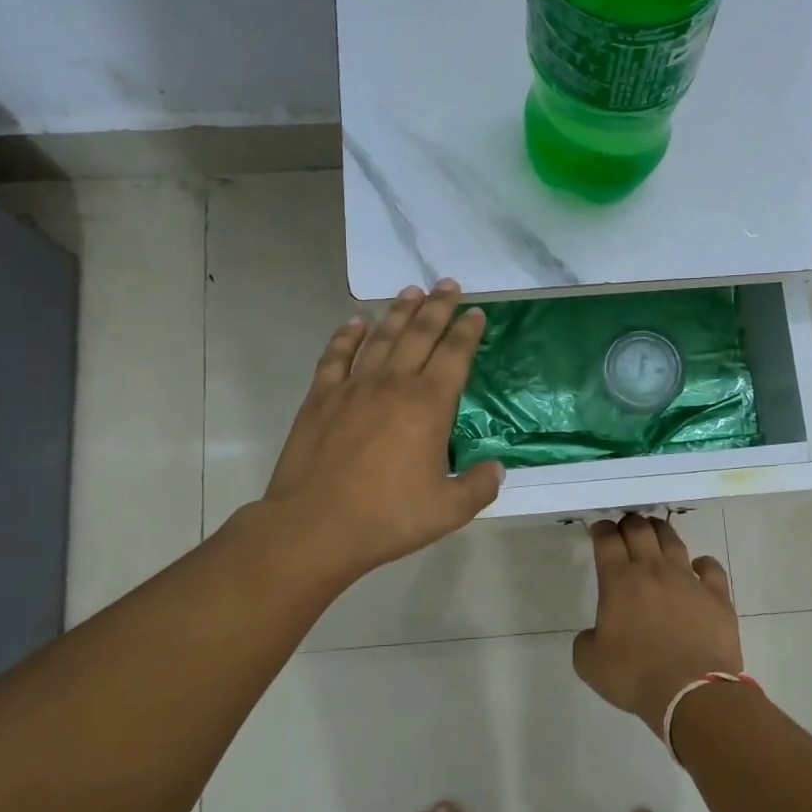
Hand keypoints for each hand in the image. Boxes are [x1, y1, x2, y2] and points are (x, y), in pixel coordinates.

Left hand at [259, 280, 502, 584]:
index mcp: (428, 405)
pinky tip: (355, 324)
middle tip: (448, 285)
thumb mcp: (448, 509)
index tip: (476, 313)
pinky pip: (336, 357)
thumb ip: (478, 486)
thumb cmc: (388, 517)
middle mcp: (392, 384)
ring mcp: (352, 387)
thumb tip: (496, 469)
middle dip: (437, 308)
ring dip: (398, 312)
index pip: (454, 355)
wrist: (316, 526)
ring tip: (411, 291)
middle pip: (419, 334)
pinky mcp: (320, 398)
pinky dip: (346, 336)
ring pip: (380, 338)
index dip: (467, 332)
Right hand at [572, 515, 742, 729]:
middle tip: (625, 527)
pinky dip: (702, 563)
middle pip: (640, 530)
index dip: (601, 529)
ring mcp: (688, 580)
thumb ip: (586, 641)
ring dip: (660, 531)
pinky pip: (711, 568)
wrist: (692, 693)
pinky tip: (698, 567)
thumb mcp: (589, 664)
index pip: (607, 540)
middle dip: (629, 523)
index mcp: (619, 582)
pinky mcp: (717, 596)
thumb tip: (595, 634)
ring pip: (673, 541)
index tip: (598, 529)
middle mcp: (653, 571)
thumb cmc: (635, 676)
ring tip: (655, 531)